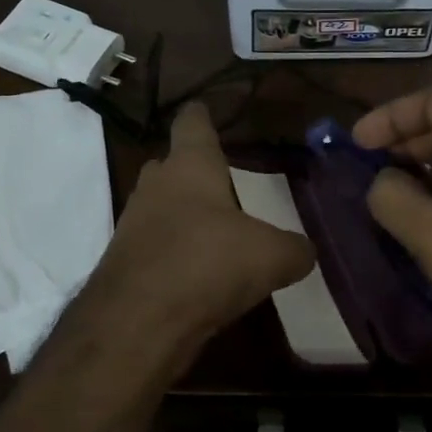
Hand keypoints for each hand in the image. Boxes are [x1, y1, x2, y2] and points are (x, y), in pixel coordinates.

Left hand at [97, 101, 315, 341]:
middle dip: (192, 170)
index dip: (201, 115)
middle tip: (221, 182)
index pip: (192, 123)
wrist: (138, 322)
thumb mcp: (271, 257)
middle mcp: (156, 186)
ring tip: (214, 231)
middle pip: (170, 165)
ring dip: (182, 215)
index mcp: (190, 166)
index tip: (205, 109)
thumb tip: (306, 251)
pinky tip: (197, 272)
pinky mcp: (124, 262)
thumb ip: (295, 249)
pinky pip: (154, 245)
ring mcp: (133, 224)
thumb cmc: (207, 264)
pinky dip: (173, 252)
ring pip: (160, 207)